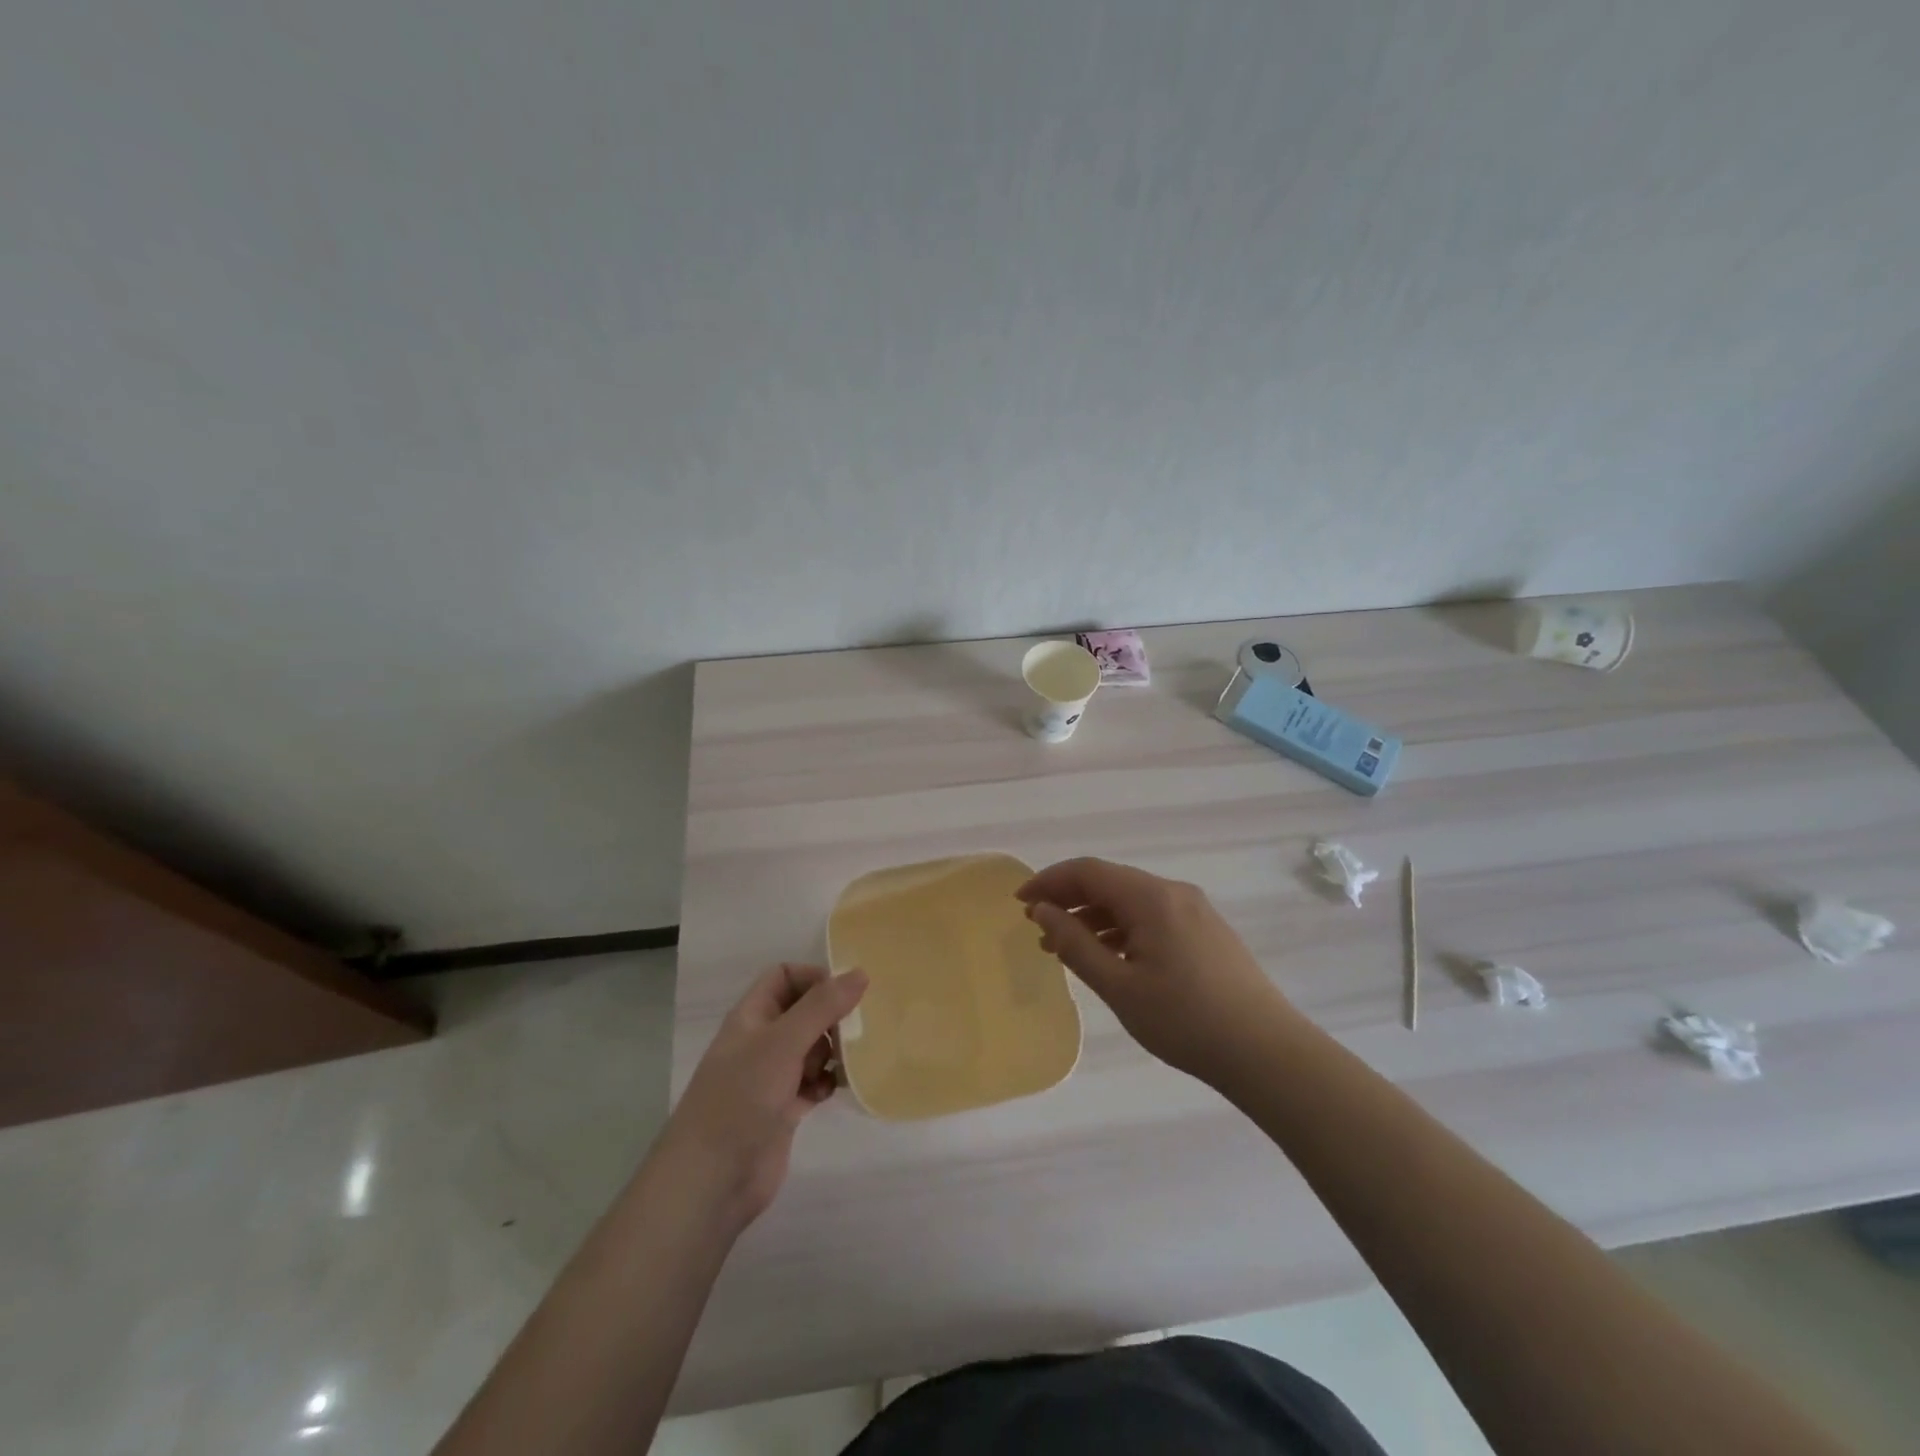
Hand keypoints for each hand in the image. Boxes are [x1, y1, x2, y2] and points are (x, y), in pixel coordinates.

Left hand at [656, 963, 867, 1228]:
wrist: (712, 1179)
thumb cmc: (742, 1097)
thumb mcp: (783, 1042)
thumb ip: (822, 1006)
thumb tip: (860, 973)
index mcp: (752, 1016)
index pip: (784, 977)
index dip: (813, 978)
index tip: (845, 994)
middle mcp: (761, 1041)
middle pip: (803, 1012)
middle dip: (831, 1017)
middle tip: (855, 1030)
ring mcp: (771, 1077)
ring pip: (811, 1048)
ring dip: (833, 1050)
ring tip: (847, 1061)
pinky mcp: (783, 1109)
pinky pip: (813, 1082)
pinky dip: (826, 1082)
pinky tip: (835, 1090)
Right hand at [1017, 858, 1292, 1085]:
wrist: (1267, 1053)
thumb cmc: (1185, 1020)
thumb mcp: (1119, 986)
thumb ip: (1074, 944)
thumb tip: (1042, 912)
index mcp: (1151, 897)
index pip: (1088, 871)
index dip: (1049, 881)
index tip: (1019, 903)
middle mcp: (1173, 892)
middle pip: (1109, 882)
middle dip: (1069, 898)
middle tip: (1037, 925)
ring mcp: (1195, 911)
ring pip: (1131, 900)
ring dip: (1094, 916)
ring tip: (1065, 947)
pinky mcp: (1207, 932)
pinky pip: (1152, 916)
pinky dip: (1122, 928)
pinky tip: (1109, 956)